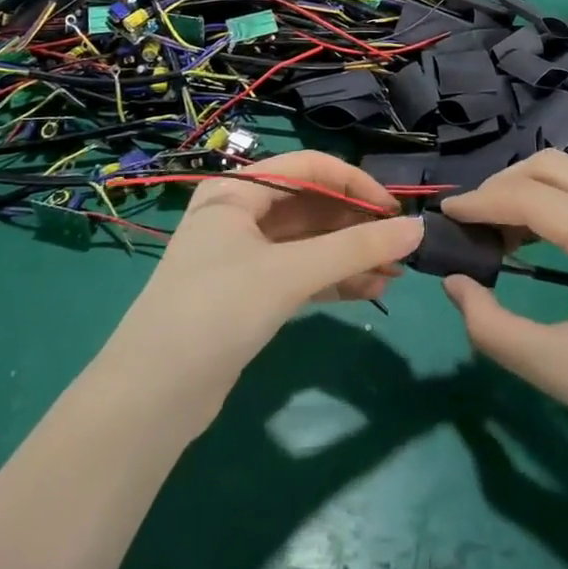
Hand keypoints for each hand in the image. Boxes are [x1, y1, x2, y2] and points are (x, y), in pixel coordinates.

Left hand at [99, 152, 421, 433]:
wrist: (149, 400)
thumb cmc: (216, 311)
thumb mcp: (289, 274)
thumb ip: (356, 250)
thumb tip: (418, 229)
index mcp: (238, 190)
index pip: (310, 168)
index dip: (357, 183)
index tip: (396, 210)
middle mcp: (239, 214)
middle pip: (312, 205)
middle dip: (357, 226)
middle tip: (401, 248)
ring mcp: (243, 255)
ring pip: (309, 242)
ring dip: (350, 255)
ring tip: (395, 274)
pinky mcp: (249, 293)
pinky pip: (300, 273)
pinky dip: (333, 278)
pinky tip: (369, 290)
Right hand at [440, 152, 567, 482]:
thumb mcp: (556, 369)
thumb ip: (491, 326)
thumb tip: (453, 283)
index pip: (529, 197)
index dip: (480, 201)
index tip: (443, 214)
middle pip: (551, 166)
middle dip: (502, 185)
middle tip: (470, 221)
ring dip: (530, 189)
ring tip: (497, 230)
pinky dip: (558, 200)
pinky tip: (538, 233)